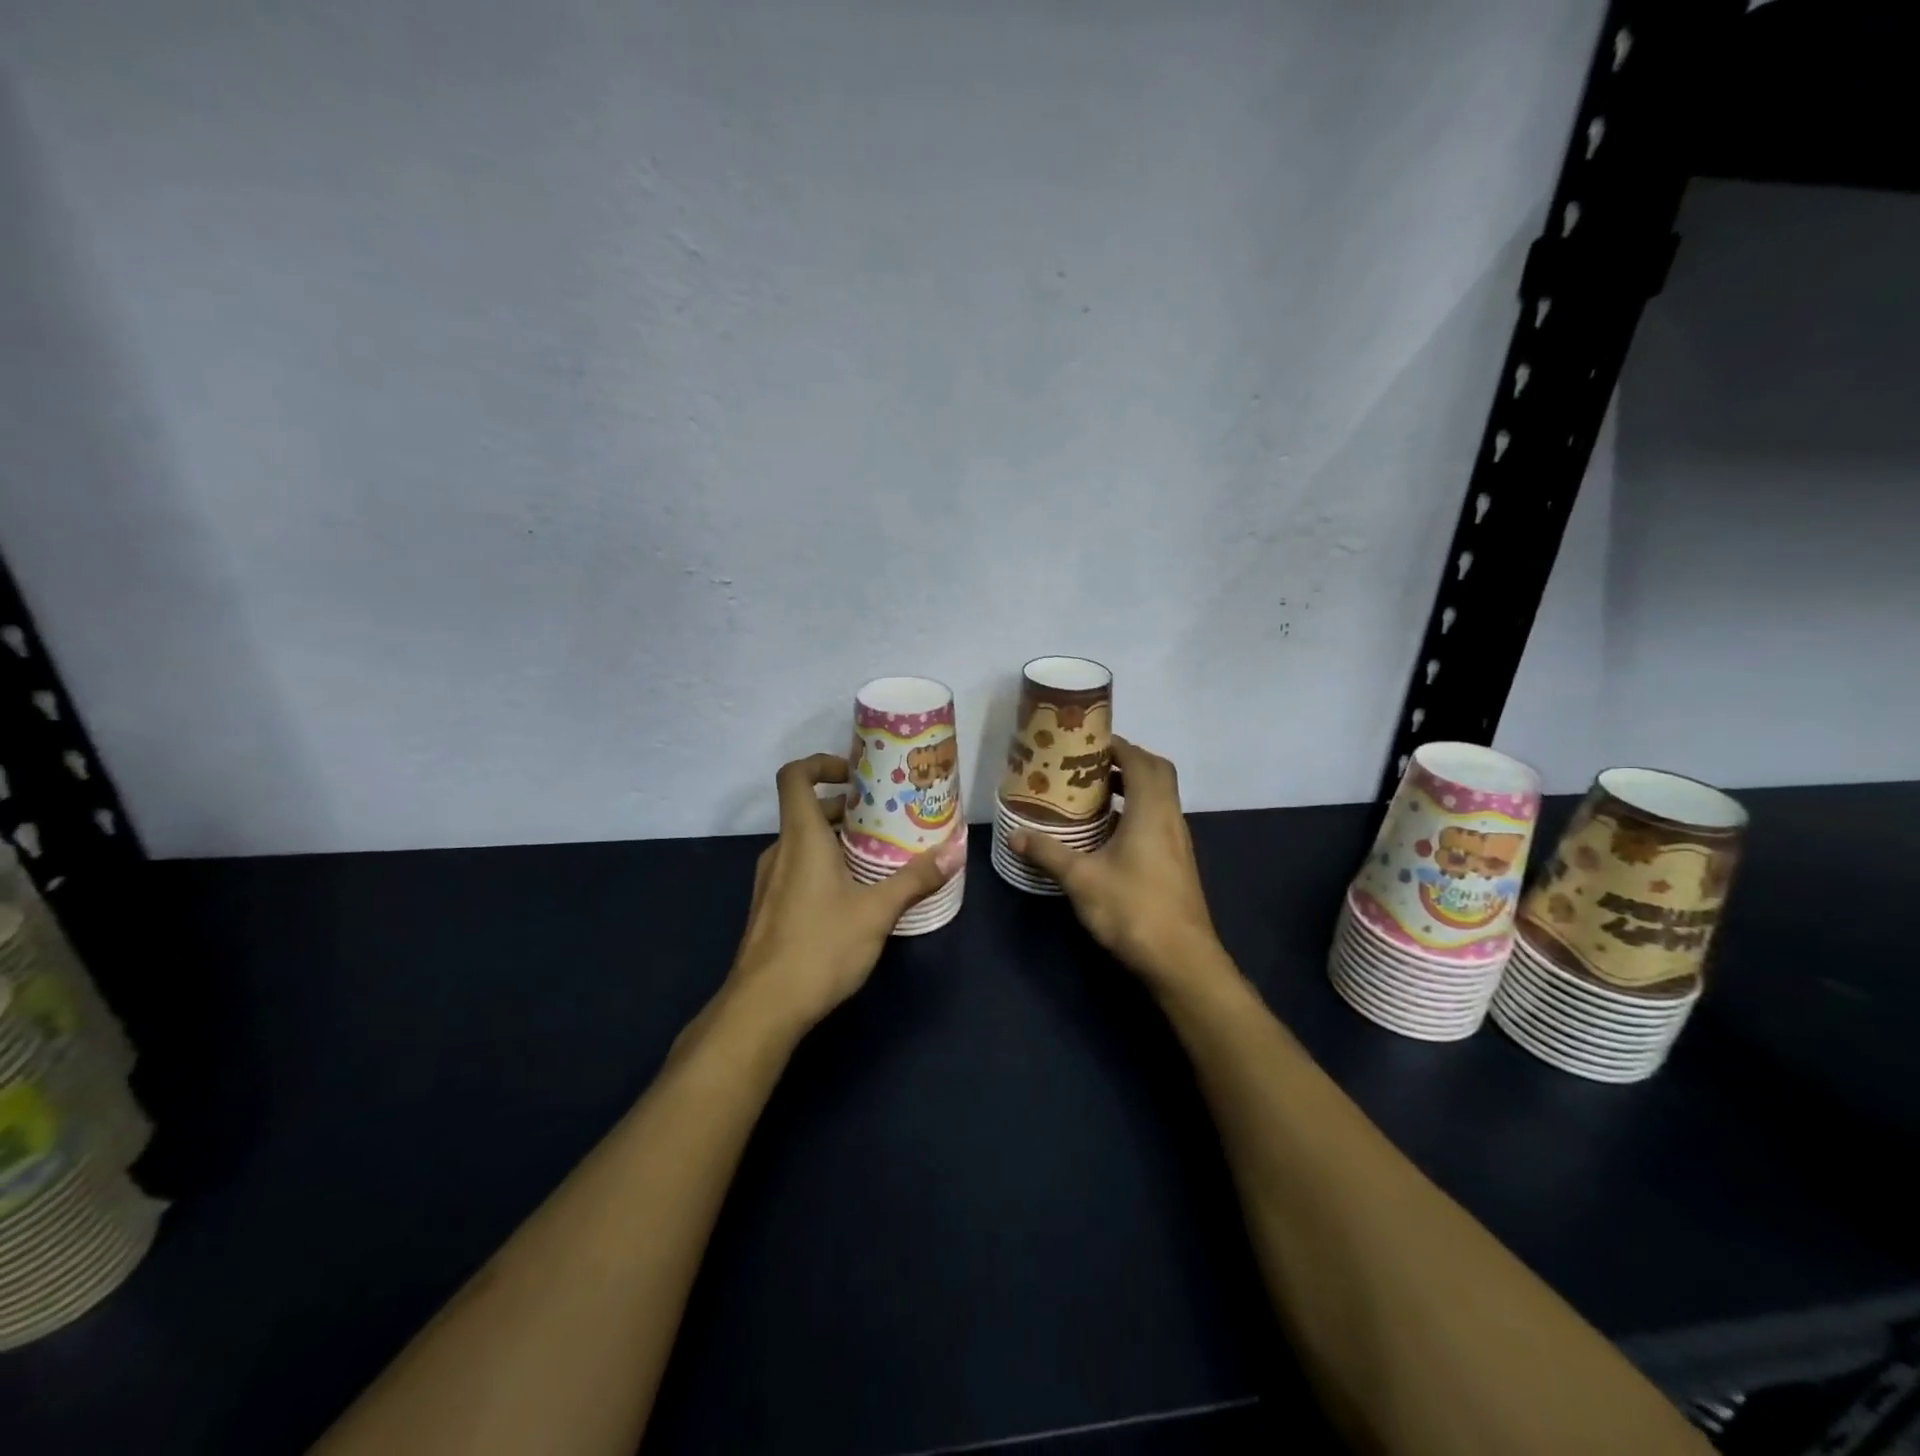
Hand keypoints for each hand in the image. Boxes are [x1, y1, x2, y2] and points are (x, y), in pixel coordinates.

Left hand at [724, 753, 964, 1033]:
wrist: (763, 1008)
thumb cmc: (820, 947)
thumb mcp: (877, 912)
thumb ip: (915, 879)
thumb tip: (955, 852)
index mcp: (801, 837)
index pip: (795, 776)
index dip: (822, 764)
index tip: (857, 775)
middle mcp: (781, 851)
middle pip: (808, 810)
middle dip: (848, 808)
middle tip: (888, 817)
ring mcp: (770, 881)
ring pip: (805, 842)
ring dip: (839, 839)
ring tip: (880, 854)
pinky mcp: (770, 908)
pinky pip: (799, 868)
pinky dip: (826, 865)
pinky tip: (856, 893)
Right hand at [1009, 737, 1230, 994]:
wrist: (1181, 960)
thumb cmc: (1133, 909)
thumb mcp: (1081, 879)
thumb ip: (1048, 853)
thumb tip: (1014, 834)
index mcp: (1151, 811)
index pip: (1140, 761)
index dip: (1117, 746)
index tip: (1086, 743)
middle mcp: (1169, 818)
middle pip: (1155, 773)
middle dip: (1125, 762)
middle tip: (1088, 765)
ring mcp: (1177, 841)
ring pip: (1158, 798)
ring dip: (1130, 788)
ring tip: (1091, 794)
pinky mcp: (1176, 862)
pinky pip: (1157, 820)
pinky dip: (1134, 812)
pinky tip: (1106, 833)